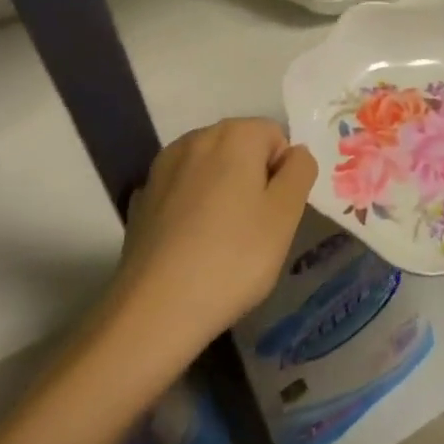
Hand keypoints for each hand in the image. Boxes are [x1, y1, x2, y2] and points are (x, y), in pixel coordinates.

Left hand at [114, 119, 317, 355]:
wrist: (155, 308)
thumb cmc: (234, 257)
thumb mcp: (286, 215)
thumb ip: (300, 171)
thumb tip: (295, 153)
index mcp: (234, 135)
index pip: (276, 136)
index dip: (283, 174)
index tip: (275, 214)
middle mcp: (196, 138)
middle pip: (241, 147)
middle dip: (253, 179)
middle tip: (255, 230)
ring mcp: (163, 166)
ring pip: (211, 168)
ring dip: (223, 192)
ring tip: (222, 241)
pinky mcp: (143, 196)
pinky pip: (183, 191)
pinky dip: (193, 208)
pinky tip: (191, 245)